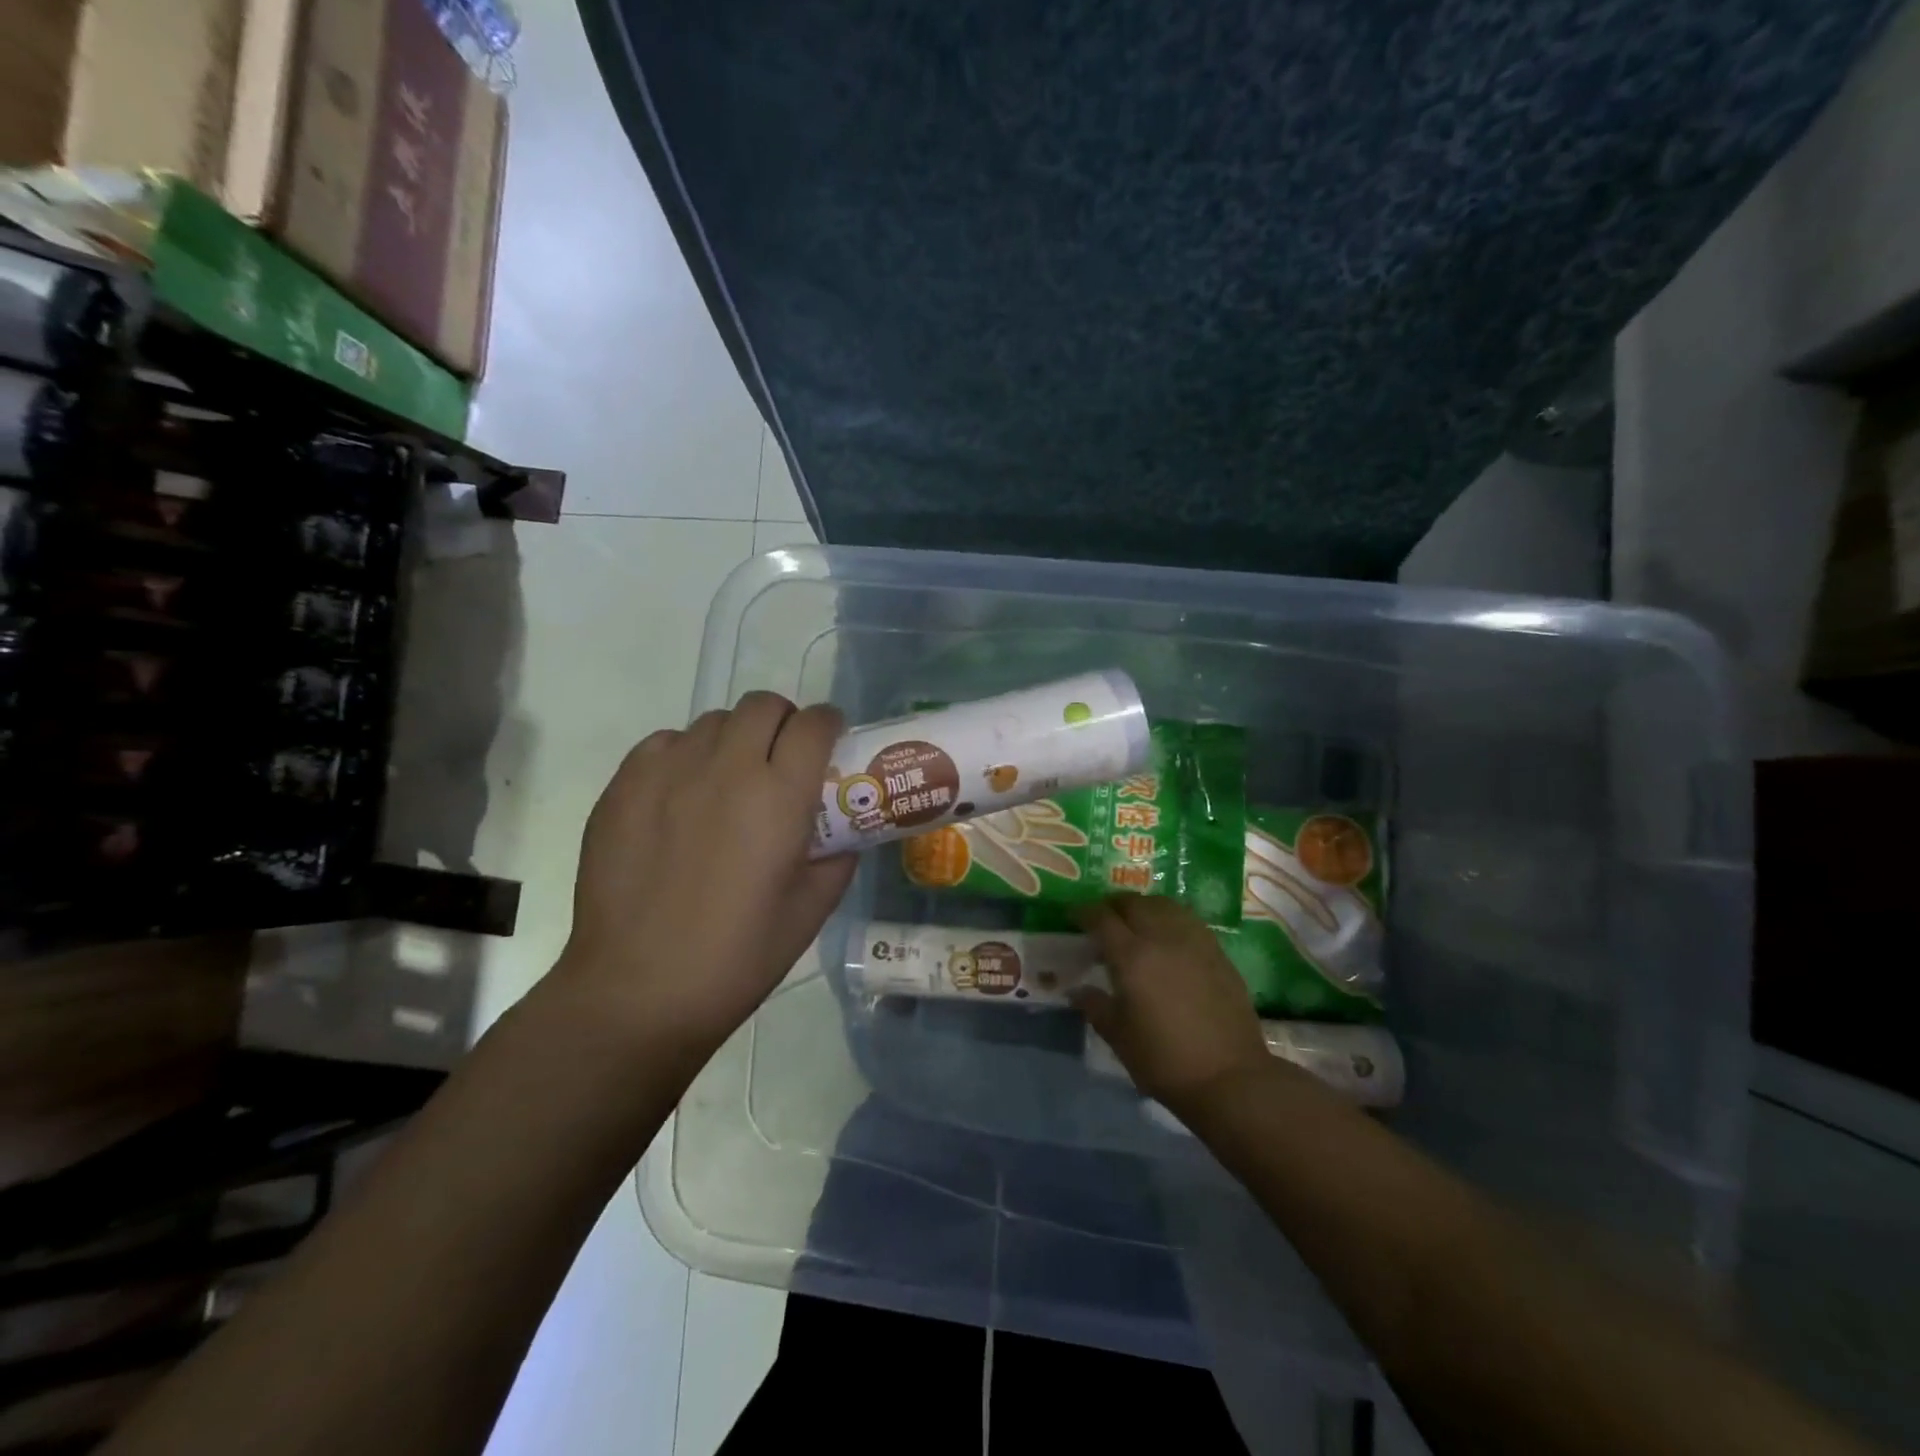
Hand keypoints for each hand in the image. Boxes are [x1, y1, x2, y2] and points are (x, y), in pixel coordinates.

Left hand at [555, 692, 856, 1061]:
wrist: (638, 990)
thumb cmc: (737, 957)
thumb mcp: (811, 911)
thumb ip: (837, 857)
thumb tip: (842, 832)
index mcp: (779, 796)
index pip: (814, 725)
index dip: (829, 725)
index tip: (830, 743)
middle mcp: (725, 768)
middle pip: (763, 706)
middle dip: (783, 722)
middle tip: (782, 759)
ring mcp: (667, 772)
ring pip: (713, 721)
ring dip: (735, 738)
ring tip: (730, 780)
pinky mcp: (623, 786)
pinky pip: (664, 743)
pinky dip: (685, 755)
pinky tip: (683, 796)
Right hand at [1073, 895, 1270, 1113]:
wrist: (1230, 1078)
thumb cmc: (1165, 1060)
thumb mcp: (1119, 1037)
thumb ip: (1095, 1006)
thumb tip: (1077, 990)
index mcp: (1131, 956)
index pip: (1101, 918)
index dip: (1083, 912)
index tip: (1073, 916)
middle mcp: (1162, 937)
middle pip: (1133, 903)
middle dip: (1113, 906)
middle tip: (1103, 920)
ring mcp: (1194, 941)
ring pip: (1163, 905)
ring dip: (1143, 907)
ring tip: (1136, 922)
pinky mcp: (1217, 952)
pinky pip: (1187, 919)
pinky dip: (1170, 917)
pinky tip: (1168, 936)